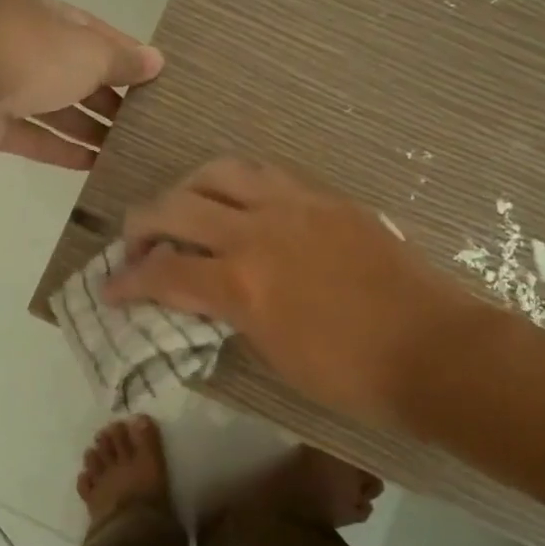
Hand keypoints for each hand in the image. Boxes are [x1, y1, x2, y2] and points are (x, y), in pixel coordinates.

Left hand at [0, 0, 163, 168]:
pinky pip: (32, 134)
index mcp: (32, 7)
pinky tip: (93, 165)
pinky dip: (61, 148)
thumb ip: (122, 59)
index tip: (151, 75)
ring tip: (125, 146)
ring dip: (87, 125)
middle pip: (69, 67)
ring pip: (50, 104)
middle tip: (141, 118)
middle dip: (105, 94)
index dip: (121, 51)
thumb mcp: (87, 51)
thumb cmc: (28, 55)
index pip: (87, 27)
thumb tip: (156, 62)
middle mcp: (12, 39)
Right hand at [105, 160, 469, 425]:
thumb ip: (229, 314)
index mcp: (242, 284)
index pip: (162, 272)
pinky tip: (239, 201)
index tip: (110, 288)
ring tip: (185, 208)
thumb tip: (203, 295)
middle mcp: (257, 231)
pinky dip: (237, 183)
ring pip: (219, 171)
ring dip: (188, 188)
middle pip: (176, 206)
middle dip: (141, 224)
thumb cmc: (352, 374)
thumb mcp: (273, 354)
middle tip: (136, 242)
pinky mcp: (325, 196)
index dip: (127, 281)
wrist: (434, 349)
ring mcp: (294, 205)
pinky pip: (266, 173)